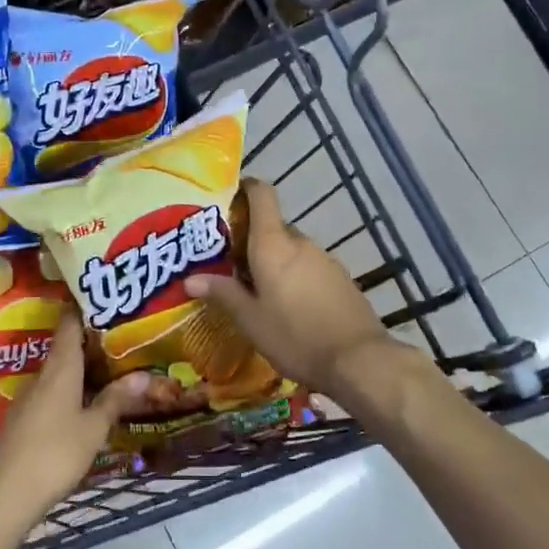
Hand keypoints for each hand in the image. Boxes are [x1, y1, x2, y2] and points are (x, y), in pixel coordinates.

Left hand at [0, 311, 148, 520]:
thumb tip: (144, 375)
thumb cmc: (56, 453)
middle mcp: (41, 376)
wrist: (8, 494)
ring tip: (106, 370)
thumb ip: (116, 399)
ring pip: (56, 373)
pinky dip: (66, 391)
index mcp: (60, 369)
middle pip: (64, 349)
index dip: (83, 309)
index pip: (69, 325)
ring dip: (78, 369)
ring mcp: (27, 398)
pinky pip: (48, 394)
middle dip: (88, 342)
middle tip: (117, 339)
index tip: (101, 300)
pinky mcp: (20, 419)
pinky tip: (81, 404)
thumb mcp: (94, 428)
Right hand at [185, 178, 402, 402]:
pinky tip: (290, 306)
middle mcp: (300, 243)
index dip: (247, 188)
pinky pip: (310, 267)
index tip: (231, 196)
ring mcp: (325, 260)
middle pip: (274, 227)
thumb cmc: (295, 336)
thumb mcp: (251, 320)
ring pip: (292, 250)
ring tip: (258, 289)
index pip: (262, 196)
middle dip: (253, 240)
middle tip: (232, 263)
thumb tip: (190, 279)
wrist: (358, 360)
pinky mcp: (341, 279)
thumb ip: (223, 294)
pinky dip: (296, 276)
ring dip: (275, 261)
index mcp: (273, 245)